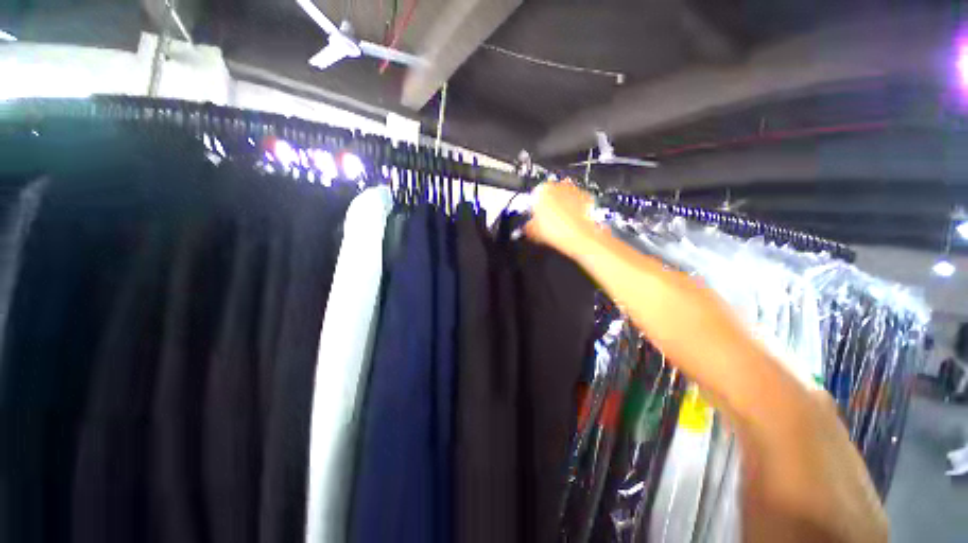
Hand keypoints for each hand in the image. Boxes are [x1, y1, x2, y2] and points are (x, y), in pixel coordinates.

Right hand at [525, 181, 599, 256]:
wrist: (579, 236)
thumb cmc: (556, 231)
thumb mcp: (532, 231)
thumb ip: (526, 226)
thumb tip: (526, 228)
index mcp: (541, 189)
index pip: (533, 196)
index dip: (533, 209)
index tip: (534, 218)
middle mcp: (558, 185)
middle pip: (550, 194)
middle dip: (548, 206)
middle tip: (546, 222)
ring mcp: (574, 190)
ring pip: (564, 197)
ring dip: (561, 207)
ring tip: (559, 224)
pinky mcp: (587, 197)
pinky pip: (577, 202)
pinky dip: (575, 210)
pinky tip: (571, 223)